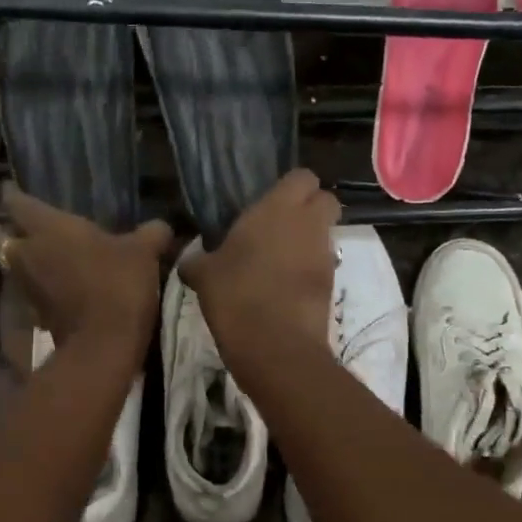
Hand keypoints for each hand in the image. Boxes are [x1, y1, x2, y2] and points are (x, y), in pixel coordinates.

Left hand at [0, 184, 172, 355]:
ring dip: (28, 261)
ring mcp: (28, 287)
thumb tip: (162, 226)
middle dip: (13, 232)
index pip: (17, 202)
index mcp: (48, 227)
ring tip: (50, 257)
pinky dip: (42, 287)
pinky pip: (33, 292)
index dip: (12, 193)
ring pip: (16, 267)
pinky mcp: (36, 315)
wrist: (103, 345)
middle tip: (30, 228)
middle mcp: (28, 254)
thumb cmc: (117, 283)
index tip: (10, 187)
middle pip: (5, 238)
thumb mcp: (144, 252)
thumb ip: (151, 233)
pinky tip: (63, 286)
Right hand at [180, 169, 338, 366]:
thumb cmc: (235, 295)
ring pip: (326, 233)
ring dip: (309, 240)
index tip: (270, 202)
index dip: (290, 187)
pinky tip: (285, 287)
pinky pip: (324, 264)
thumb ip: (197, 259)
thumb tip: (189, 259)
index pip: (302, 176)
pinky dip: (310, 269)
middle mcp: (308, 223)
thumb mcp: (203, 275)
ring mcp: (324, 254)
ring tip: (278, 261)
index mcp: (277, 208)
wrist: (275, 345)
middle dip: (310, 208)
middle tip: (280, 226)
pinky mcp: (332, 283)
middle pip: (325, 200)